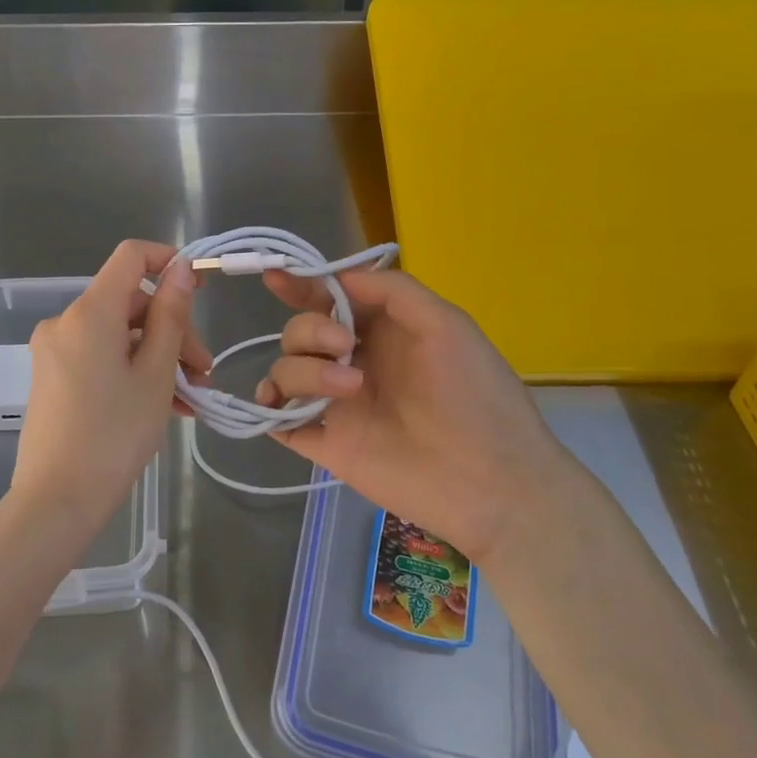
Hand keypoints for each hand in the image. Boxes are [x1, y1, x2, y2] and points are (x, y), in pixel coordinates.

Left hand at [11, 240, 209, 533]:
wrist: (56, 501)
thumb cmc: (114, 434)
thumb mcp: (156, 374)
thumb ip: (171, 316)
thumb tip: (180, 268)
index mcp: (89, 312)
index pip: (131, 256)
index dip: (168, 261)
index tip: (200, 291)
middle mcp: (65, 321)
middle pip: (130, 303)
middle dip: (172, 331)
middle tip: (203, 374)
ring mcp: (54, 350)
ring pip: (119, 334)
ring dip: (158, 357)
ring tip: (189, 399)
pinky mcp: (51, 376)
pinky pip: (100, 357)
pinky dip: (132, 371)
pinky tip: (162, 406)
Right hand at [255, 269, 566, 563]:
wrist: (489, 480)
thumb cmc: (474, 395)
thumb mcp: (446, 325)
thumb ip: (393, 291)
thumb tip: (337, 278)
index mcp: (383, 333)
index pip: (330, 302)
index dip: (301, 286)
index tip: (276, 277)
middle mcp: (354, 363)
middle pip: (300, 333)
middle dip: (311, 330)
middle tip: (343, 346)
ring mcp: (337, 405)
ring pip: (286, 371)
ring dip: (303, 370)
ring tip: (348, 389)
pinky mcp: (327, 444)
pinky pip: (278, 420)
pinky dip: (267, 409)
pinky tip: (276, 406)